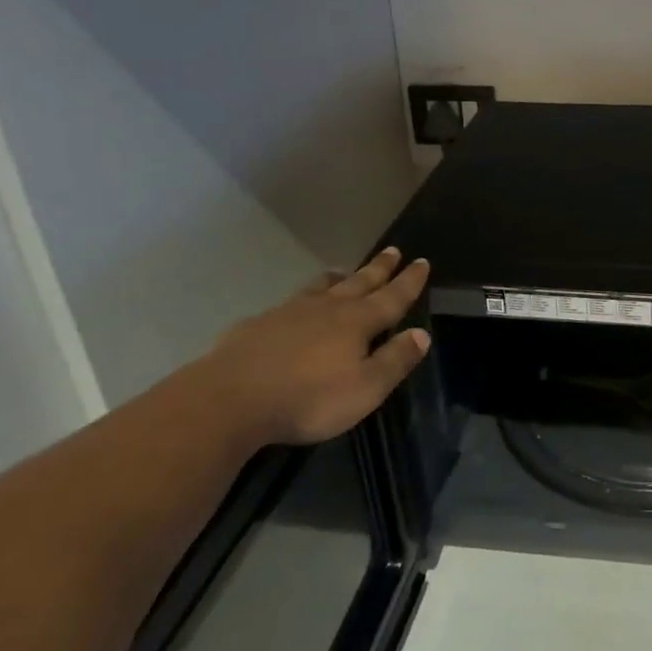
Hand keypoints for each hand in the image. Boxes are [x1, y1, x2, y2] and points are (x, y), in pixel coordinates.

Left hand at [196, 248, 432, 444]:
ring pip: (321, 287)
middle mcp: (327, 309)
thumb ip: (395, 360)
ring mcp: (289, 313)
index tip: (422, 261)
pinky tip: (294, 307)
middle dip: (379, 268)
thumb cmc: (308, 398)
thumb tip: (422, 334)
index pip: (392, 297)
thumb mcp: (365, 388)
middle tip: (393, 250)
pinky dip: (302, 299)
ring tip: (345, 270)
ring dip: (339, 277)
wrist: (229, 400)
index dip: (409, 281)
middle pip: (359, 282)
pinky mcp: (258, 325)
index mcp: (357, 322)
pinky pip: (288, 304)